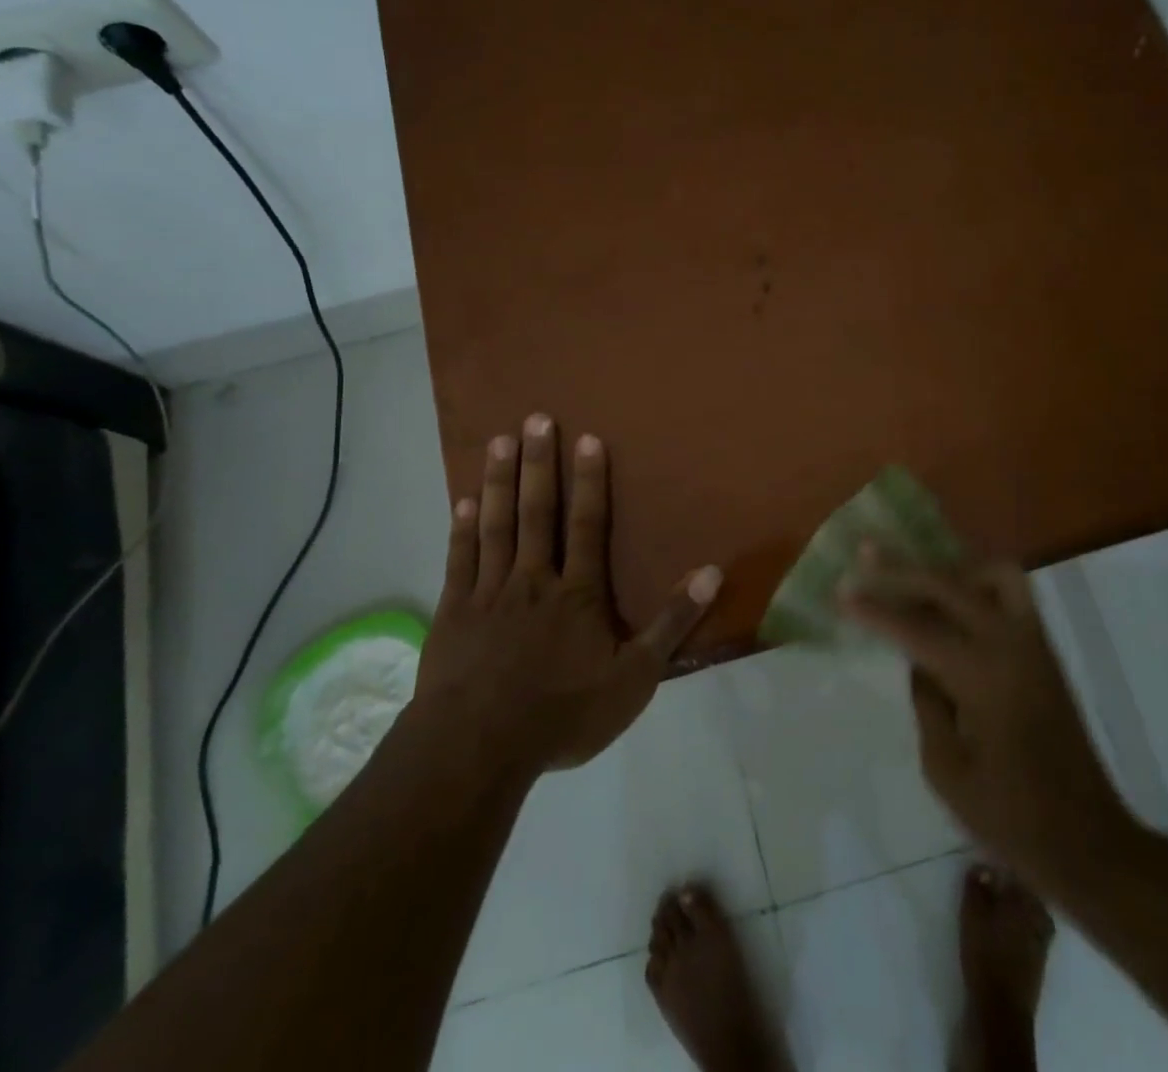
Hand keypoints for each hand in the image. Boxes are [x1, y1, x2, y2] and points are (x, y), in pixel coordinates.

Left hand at [413, 414, 722, 772]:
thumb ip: (672, 623)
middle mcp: (534, 580)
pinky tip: (463, 500)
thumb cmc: (563, 714)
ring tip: (499, 441)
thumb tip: (713, 572)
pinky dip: (462, 528)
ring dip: (499, 481)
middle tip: (535, 418)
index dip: (589, 481)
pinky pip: (461, 560)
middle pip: (538, 512)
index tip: (587, 438)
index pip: (588, 525)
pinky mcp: (455, 612)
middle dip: (539, 464)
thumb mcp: (634, 678)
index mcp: (578, 594)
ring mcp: (489, 593)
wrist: (478, 749)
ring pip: (496, 525)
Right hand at [843, 547, 1135, 897]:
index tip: (841, 591)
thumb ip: (926, 702)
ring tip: (918, 577)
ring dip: (951, 568)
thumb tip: (920, 661)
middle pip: (949, 584)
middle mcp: (1010, 644)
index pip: (916, 627)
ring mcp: (1034, 643)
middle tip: (866, 553)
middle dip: (902, 568)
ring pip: (993, 573)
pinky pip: (1010, 595)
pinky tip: (952, 601)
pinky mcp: (1045, 652)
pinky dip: (977, 584)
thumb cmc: (1010, 818)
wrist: (1089, 842)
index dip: (875, 609)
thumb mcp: (945, 770)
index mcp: (981, 676)